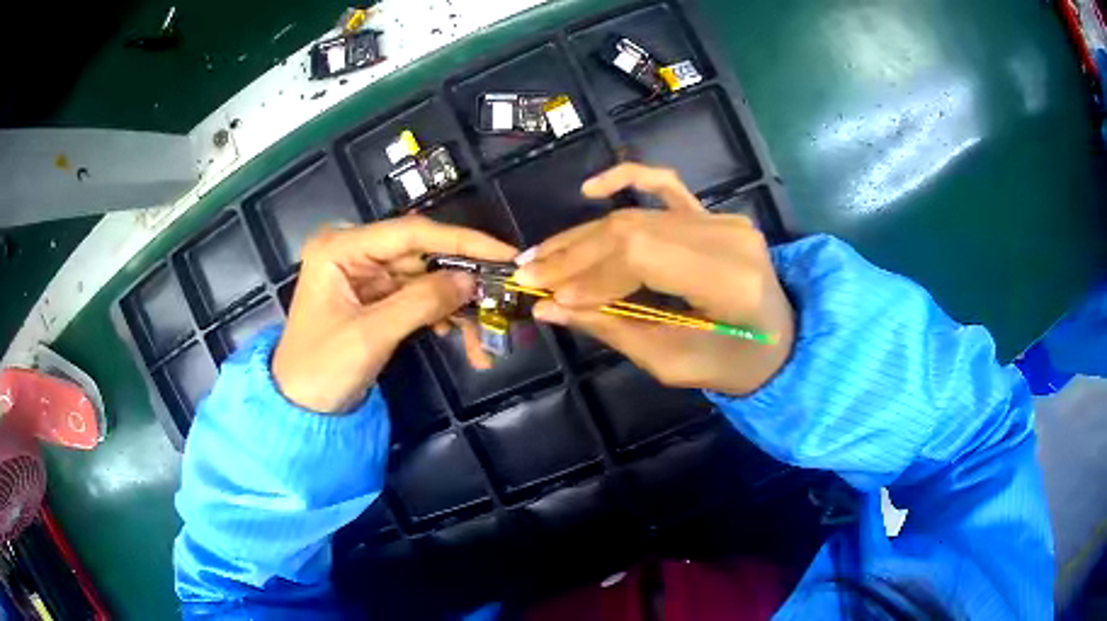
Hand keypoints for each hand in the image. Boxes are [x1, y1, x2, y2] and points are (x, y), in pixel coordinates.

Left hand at [273, 216, 516, 412]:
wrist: (300, 409)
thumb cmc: (322, 369)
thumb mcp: (371, 334)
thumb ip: (422, 301)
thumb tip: (471, 279)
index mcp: (341, 248)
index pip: (411, 233)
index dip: (461, 241)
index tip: (504, 253)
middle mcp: (354, 252)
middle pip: (421, 254)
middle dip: (461, 280)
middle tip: (502, 297)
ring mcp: (364, 275)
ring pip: (424, 278)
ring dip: (455, 305)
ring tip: (483, 337)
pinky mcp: (374, 297)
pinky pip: (416, 296)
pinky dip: (439, 314)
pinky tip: (457, 334)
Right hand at [513, 164, 794, 395]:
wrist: (780, 342)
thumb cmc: (733, 364)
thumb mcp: (673, 362)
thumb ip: (613, 328)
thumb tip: (548, 308)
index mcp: (729, 279)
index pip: (642, 257)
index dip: (589, 274)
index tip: (548, 297)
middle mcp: (728, 236)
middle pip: (633, 230)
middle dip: (574, 255)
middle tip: (528, 275)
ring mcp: (722, 218)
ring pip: (637, 214)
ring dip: (584, 235)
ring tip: (542, 255)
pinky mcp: (714, 213)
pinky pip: (665, 184)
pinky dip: (627, 178)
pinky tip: (591, 189)